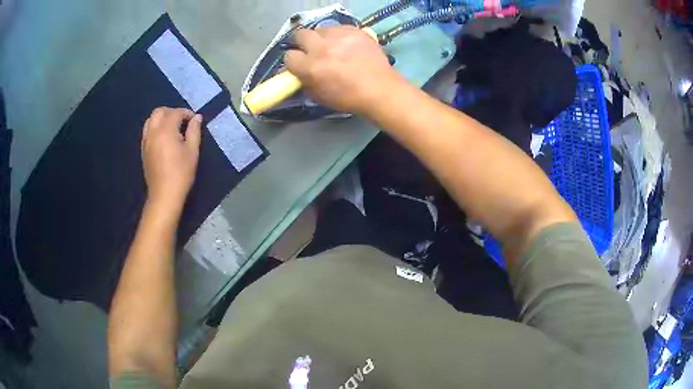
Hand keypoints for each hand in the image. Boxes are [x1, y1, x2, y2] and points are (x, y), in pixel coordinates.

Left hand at [141, 107, 201, 207]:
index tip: (194, 121)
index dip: (186, 113)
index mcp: (166, 130)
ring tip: (171, 128)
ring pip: (150, 120)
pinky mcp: (143, 150)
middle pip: (159, 111)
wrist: (164, 194)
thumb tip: (197, 118)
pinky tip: (163, 138)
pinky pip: (147, 131)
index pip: (175, 113)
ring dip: (161, 118)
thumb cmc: (181, 173)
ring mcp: (146, 141)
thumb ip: (194, 131)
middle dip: (171, 111)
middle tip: (182, 120)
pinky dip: (155, 128)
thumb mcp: (192, 151)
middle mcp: (153, 132)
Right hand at [284, 26, 402, 114]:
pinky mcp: (354, 30)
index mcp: (310, 67)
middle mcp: (321, 48)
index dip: (294, 61)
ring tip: (331, 46)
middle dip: (303, 42)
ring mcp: (339, 36)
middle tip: (311, 49)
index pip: (289, 56)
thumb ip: (304, 81)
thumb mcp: (318, 96)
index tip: (300, 63)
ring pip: (320, 29)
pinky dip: (339, 35)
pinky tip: (346, 44)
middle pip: (300, 34)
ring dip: (322, 37)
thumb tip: (297, 72)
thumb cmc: (348, 98)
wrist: (379, 90)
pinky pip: (339, 27)